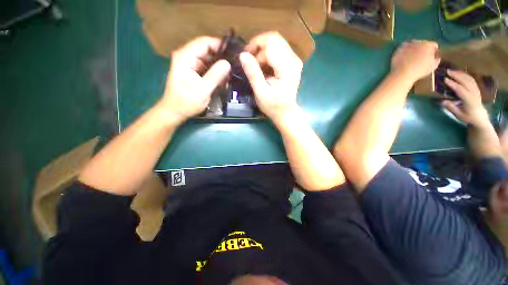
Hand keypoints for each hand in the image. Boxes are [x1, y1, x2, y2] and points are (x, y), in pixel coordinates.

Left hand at [159, 36, 230, 122]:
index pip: (204, 42)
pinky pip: (206, 67)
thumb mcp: (203, 90)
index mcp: (185, 56)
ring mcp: (189, 64)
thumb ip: (215, 76)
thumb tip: (227, 63)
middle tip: (234, 66)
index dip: (220, 45)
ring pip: (208, 59)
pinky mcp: (193, 71)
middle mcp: (186, 56)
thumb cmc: (186, 102)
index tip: (233, 54)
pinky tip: (223, 79)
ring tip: (231, 74)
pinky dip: (215, 72)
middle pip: (207, 50)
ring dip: (219, 66)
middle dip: (221, 58)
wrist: (175, 112)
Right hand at [239, 31, 302, 123]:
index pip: (270, 45)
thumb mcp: (260, 93)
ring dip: (262, 49)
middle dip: (258, 45)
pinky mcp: (293, 62)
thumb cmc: (273, 106)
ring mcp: (295, 59)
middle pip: (274, 38)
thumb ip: (253, 73)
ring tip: (255, 63)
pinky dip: (268, 52)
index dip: (255, 49)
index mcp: (287, 67)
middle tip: (249, 58)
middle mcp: (293, 59)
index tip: (246, 61)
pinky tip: (263, 64)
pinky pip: (279, 48)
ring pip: (276, 41)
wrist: (286, 112)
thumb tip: (243, 55)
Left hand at [391, 41, 440, 81]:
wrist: (402, 73)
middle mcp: (419, 42)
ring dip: (414, 49)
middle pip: (423, 44)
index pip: (434, 45)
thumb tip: (436, 57)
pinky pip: (404, 48)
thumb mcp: (433, 67)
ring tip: (412, 58)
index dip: (433, 51)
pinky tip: (404, 57)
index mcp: (429, 45)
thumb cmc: (419, 70)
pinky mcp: (399, 48)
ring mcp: (409, 44)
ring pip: (414, 44)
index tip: (430, 57)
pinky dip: (405, 51)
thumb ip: (437, 60)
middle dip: (423, 49)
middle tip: (420, 58)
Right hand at [442, 70, 489, 128]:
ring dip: (460, 74)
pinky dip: (465, 75)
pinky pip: (471, 79)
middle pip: (465, 82)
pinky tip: (459, 73)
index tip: (445, 80)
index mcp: (469, 100)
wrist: (480, 117)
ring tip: (452, 71)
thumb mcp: (458, 115)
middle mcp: (474, 93)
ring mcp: (476, 90)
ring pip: (469, 79)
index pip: (461, 90)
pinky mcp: (476, 89)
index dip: (453, 84)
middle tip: (447, 71)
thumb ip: (451, 108)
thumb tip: (443, 101)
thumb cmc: (468, 117)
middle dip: (457, 76)